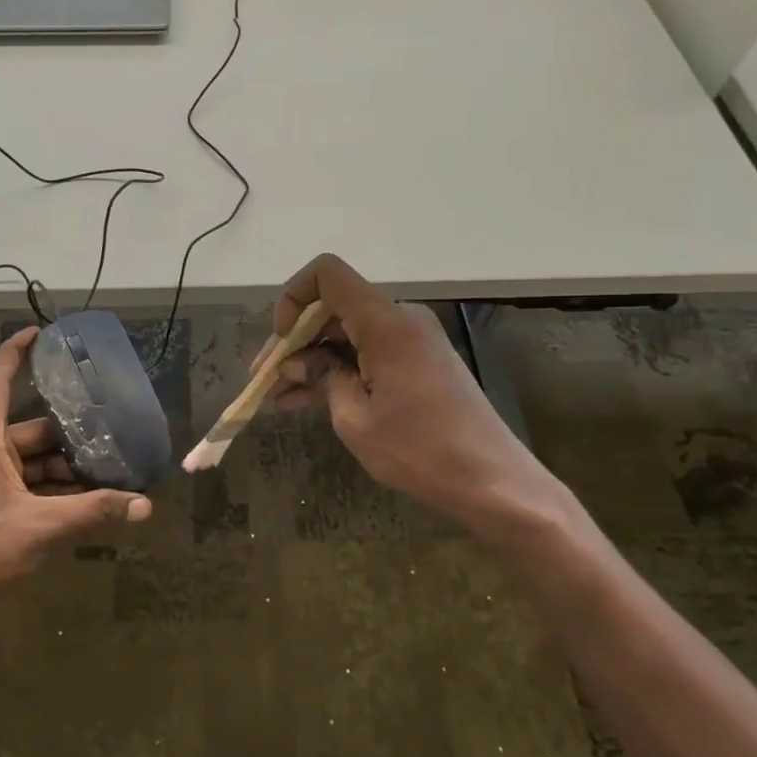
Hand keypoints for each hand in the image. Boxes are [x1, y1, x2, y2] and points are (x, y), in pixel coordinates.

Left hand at [0, 327, 152, 637]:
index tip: (39, 332)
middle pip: (29, 431)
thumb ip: (95, 512)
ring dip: (63, 469)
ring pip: (29, 462)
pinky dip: (50, 490)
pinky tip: (82, 503)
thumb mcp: (43, 527)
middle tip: (108, 436)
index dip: (15, 353)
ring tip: (104, 475)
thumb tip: (144, 505)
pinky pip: (23, 485)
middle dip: (68, 437)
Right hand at [267, 254, 579, 535]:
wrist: (491, 480)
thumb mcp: (354, 418)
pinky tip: (305, 401)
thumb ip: (322, 378)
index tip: (283, 341)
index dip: (293, 298)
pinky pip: (367, 354)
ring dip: (312, 361)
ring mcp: (412, 341)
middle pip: (333, 309)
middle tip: (265, 377)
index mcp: (385, 323)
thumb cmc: (419, 450)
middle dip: (295, 340)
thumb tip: (298, 363)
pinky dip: (338, 371)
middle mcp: (400, 319)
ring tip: (277, 396)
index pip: (327, 275)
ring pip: (347, 335)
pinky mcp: (418, 363)